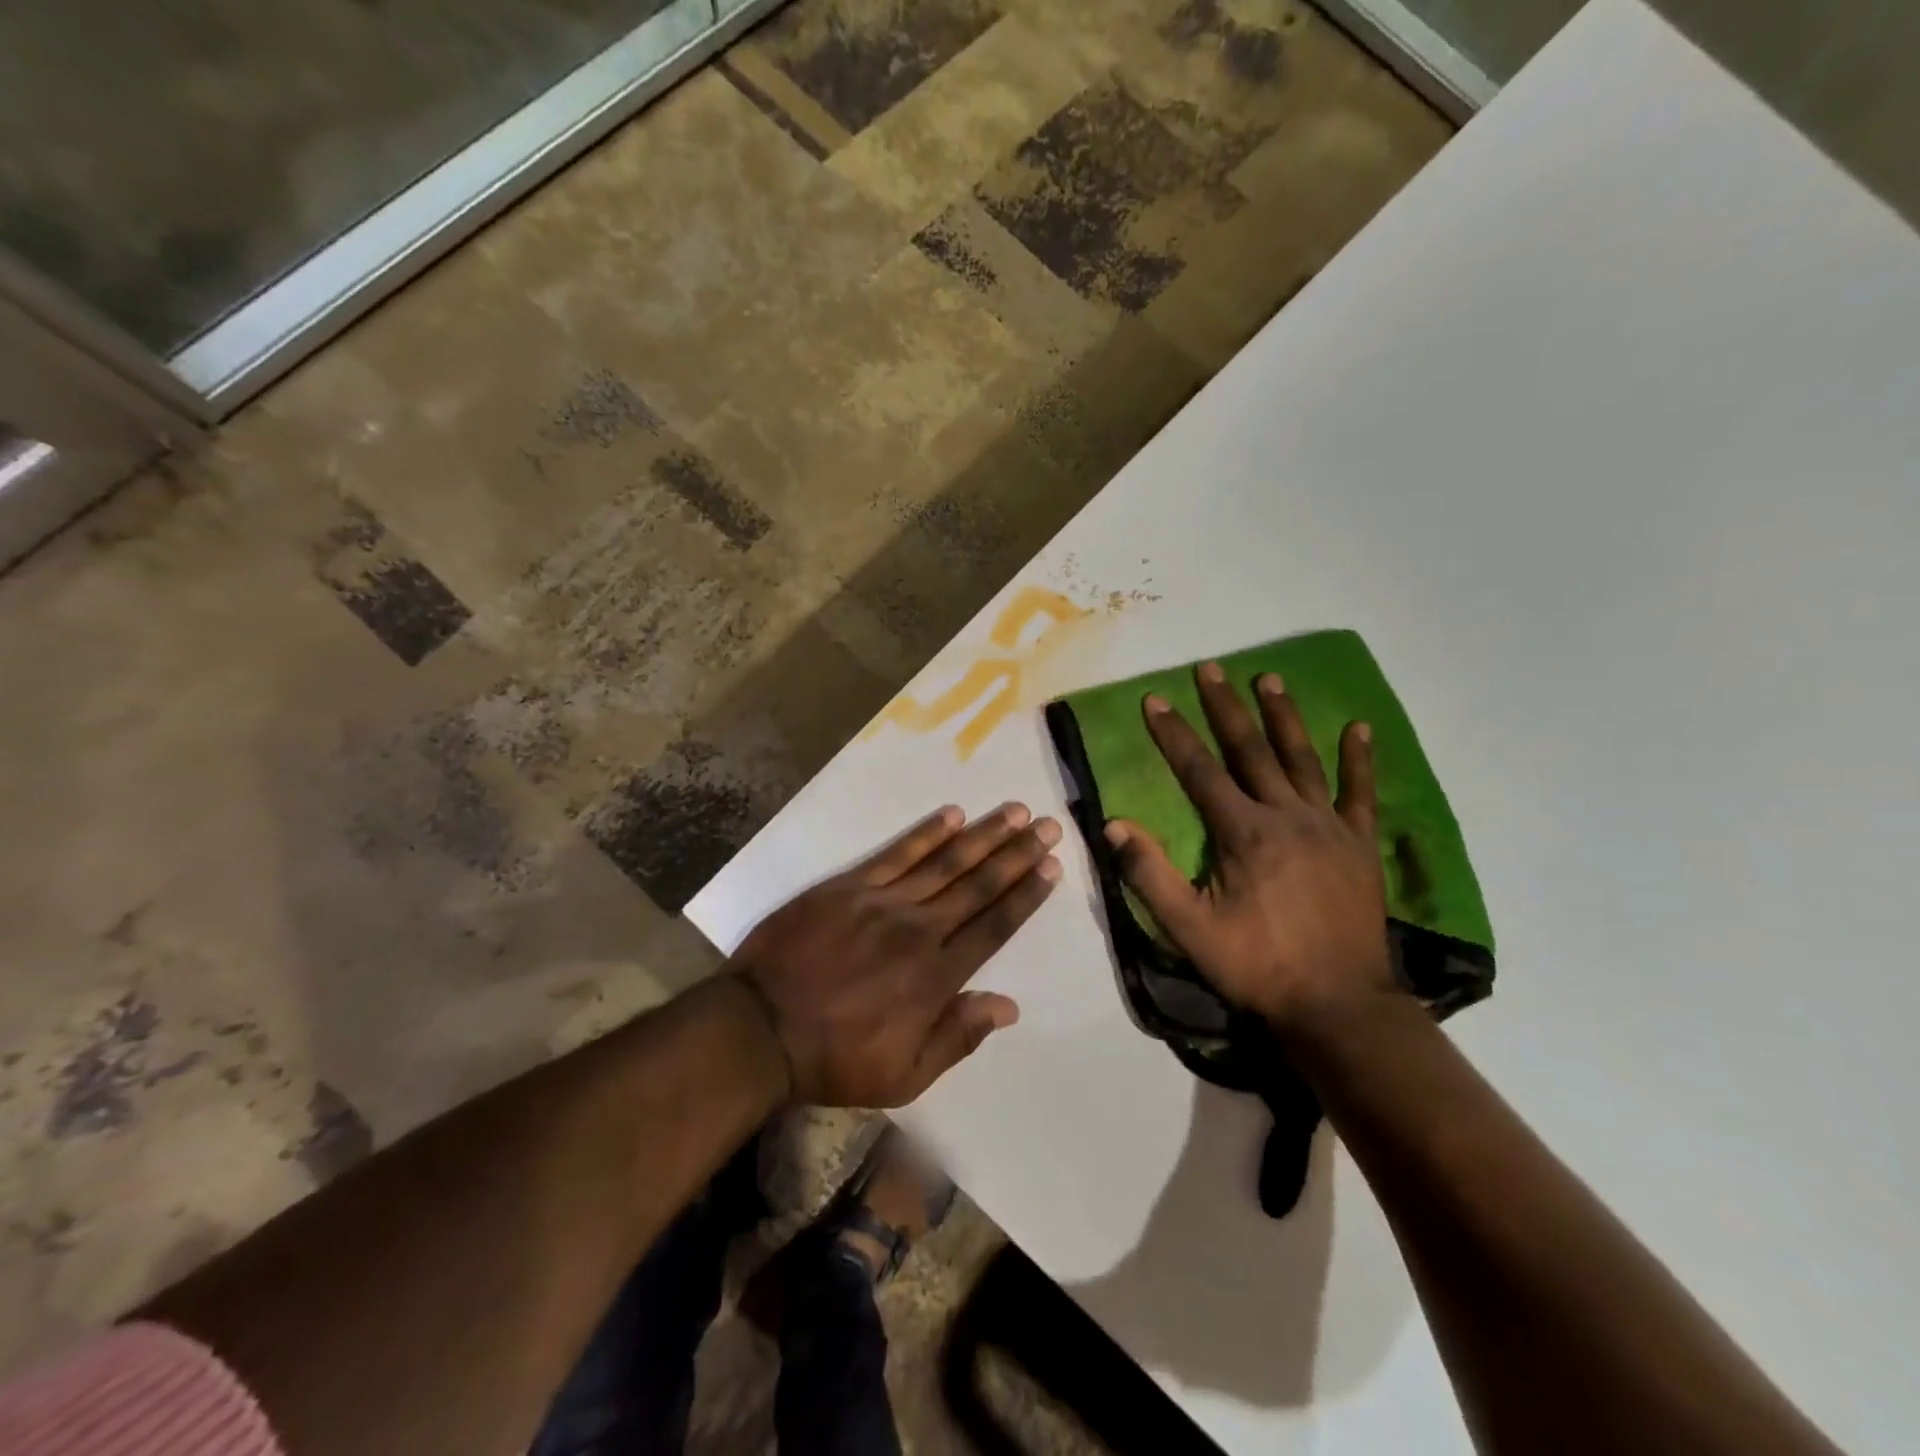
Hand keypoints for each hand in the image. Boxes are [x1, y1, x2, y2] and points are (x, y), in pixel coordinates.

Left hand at [730, 804, 1061, 1106]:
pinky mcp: (849, 886)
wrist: (759, 1028)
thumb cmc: (834, 1058)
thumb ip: (958, 1037)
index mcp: (937, 976)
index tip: (1051, 867)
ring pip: (946, 861)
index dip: (1026, 895)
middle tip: (1049, 826)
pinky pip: (896, 853)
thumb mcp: (905, 1075)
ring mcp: (883, 902)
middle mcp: (920, 930)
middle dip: (1018, 854)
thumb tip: (1009, 1007)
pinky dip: (926, 833)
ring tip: (1016, 811)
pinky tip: (952, 815)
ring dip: (984, 835)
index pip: (995, 925)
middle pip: (979, 885)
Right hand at [1104, 663, 1398, 1032]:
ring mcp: (1329, 827)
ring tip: (1269, 679)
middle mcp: (1286, 816)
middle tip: (1210, 668)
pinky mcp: (1359, 845)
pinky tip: (1359, 729)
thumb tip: (1116, 826)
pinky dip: (1359, 761)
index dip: (1173, 734)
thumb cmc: (1257, 966)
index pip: (1200, 771)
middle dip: (1225, 707)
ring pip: (1302, 759)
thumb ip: (1150, 875)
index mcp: (1243, 833)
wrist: (1339, 1005)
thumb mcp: (1190, 930)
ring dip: (1283, 717)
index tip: (1154, 700)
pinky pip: (1360, 794)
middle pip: (1250, 751)